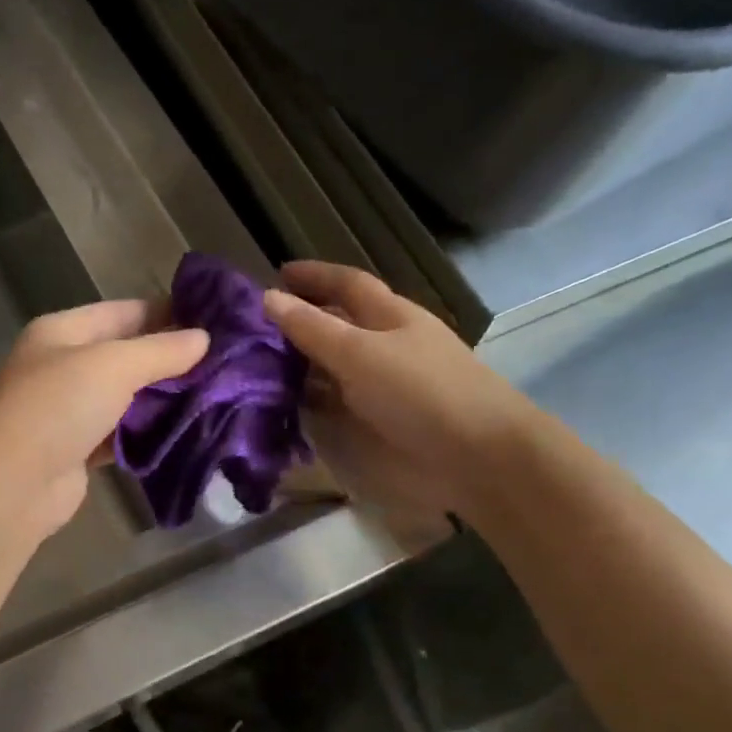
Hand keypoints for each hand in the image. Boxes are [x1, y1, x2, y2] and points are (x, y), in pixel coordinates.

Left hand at [0, 300, 207, 541]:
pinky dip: (148, 433)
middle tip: (224, 364)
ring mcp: (70, 411)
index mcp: (62, 332)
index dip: (168, 313)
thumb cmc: (58, 408)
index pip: (123, 312)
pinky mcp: (79, 450)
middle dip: (171, 359)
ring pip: (126, 397)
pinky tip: (184, 432)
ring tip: (215, 396)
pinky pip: (122, 434)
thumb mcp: (113, 365)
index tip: (214, 322)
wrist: (13, 484)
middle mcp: (63, 366)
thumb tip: (204, 339)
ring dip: (163, 399)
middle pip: (126, 355)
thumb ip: (161, 351)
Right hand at [264, 262, 525, 522]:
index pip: (347, 284)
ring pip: (336, 367)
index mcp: (390, 316)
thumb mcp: (360, 353)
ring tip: (258, 368)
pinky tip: (287, 408)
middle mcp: (388, 345)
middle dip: (303, 322)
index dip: (314, 276)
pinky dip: (312, 402)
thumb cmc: (421, 392)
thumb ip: (312, 329)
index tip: (276, 274)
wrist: (476, 456)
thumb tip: (268, 298)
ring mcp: (386, 386)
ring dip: (302, 366)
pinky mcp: (383, 422)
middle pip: (341, 325)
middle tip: (254, 329)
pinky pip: (338, 404)